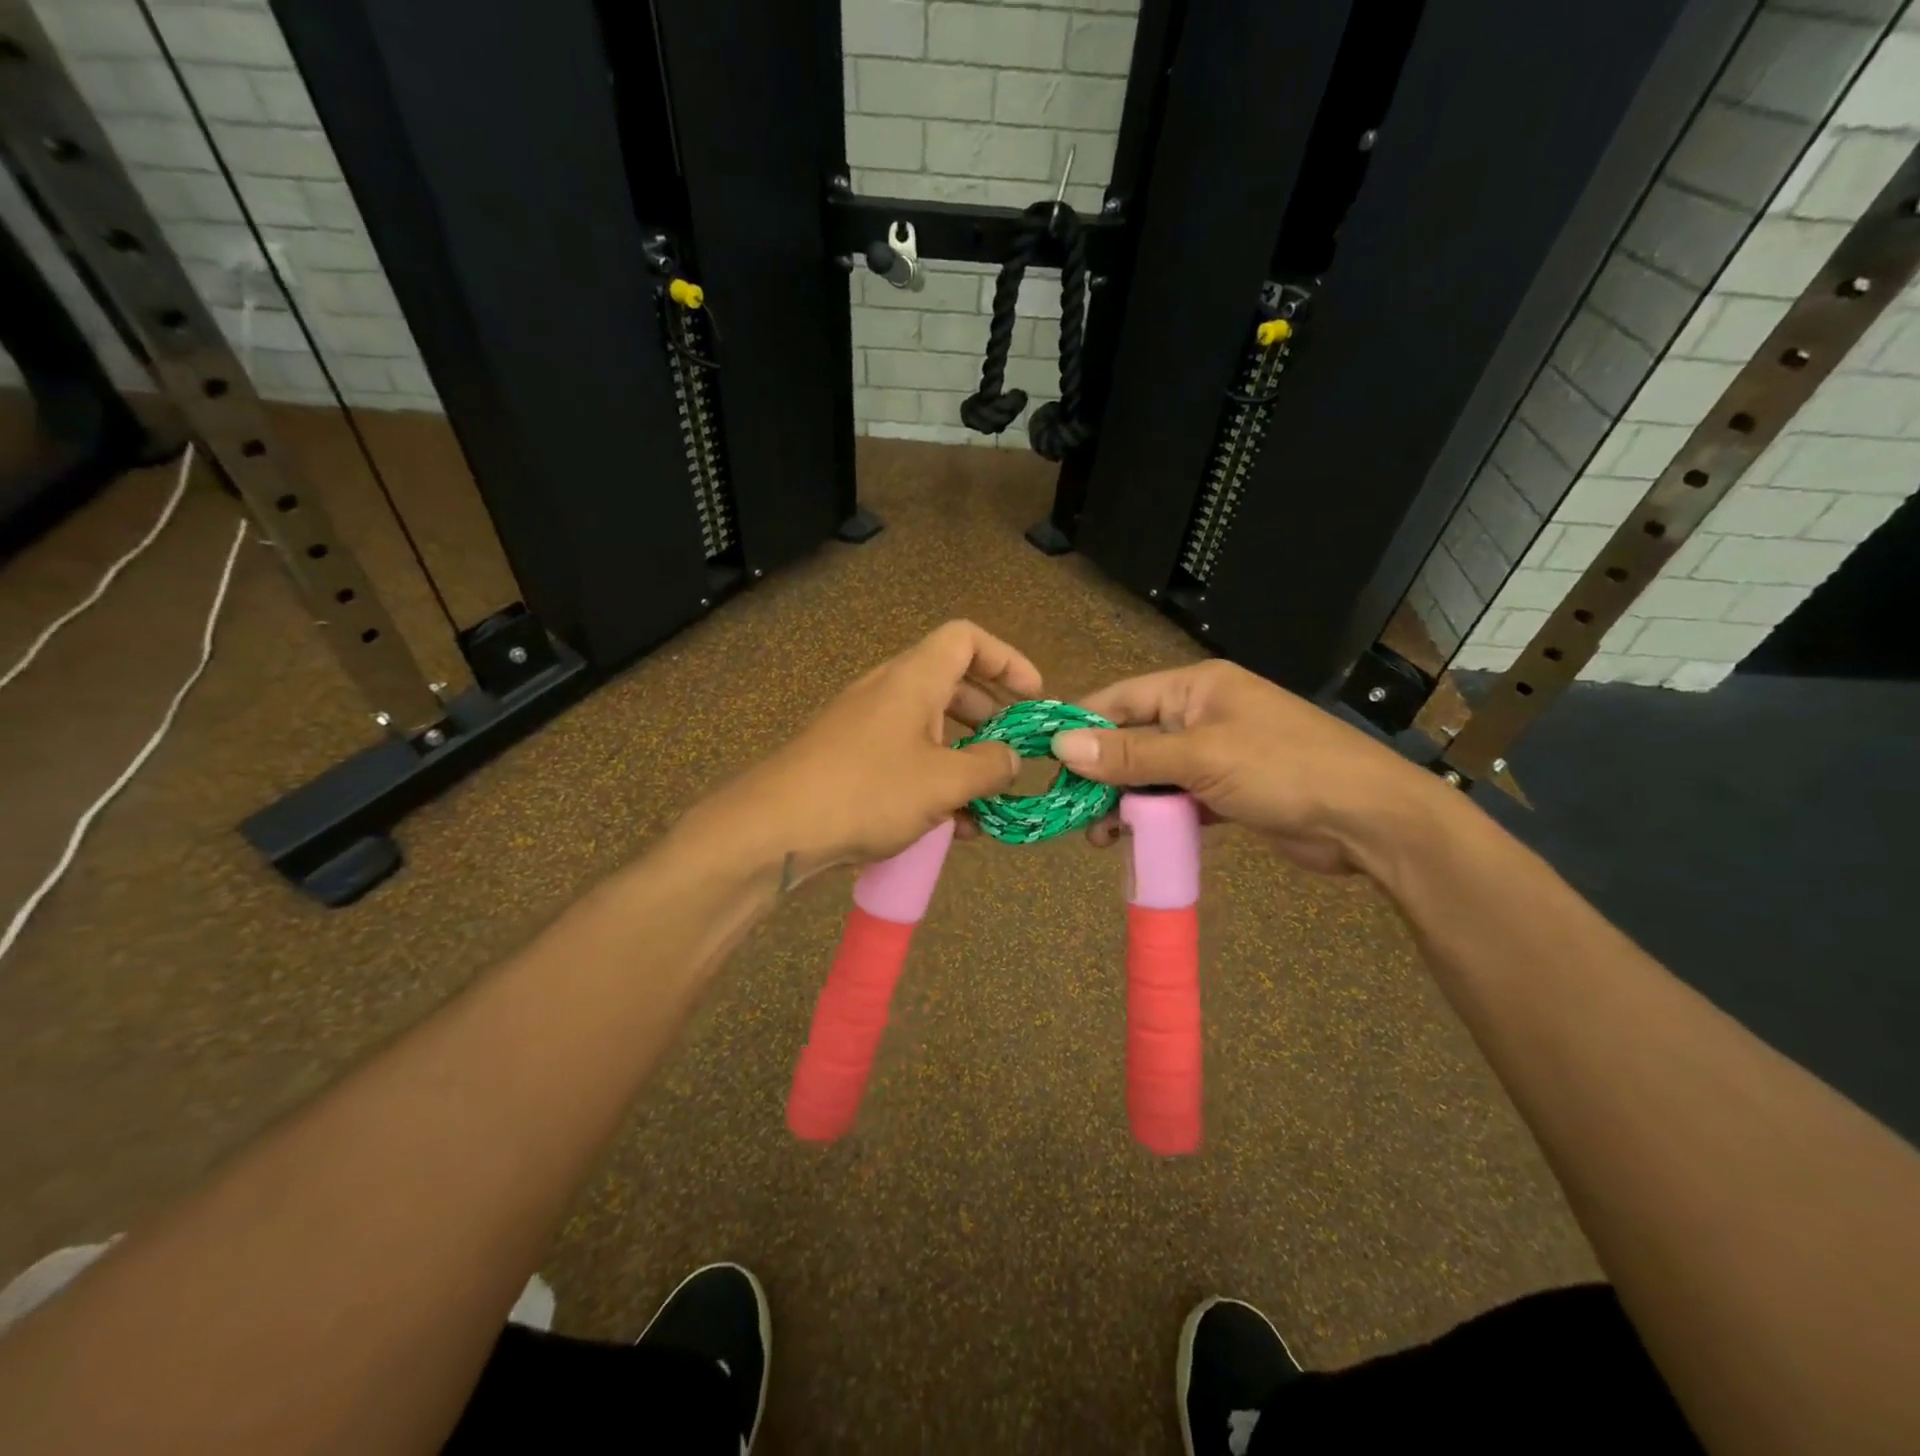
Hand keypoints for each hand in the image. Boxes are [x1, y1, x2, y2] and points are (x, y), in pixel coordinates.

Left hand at [693, 620, 1034, 874]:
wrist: (776, 829)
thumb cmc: (868, 791)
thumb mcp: (943, 781)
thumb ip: (990, 766)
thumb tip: (1012, 757)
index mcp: (914, 678)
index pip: (966, 638)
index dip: (1007, 659)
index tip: (1033, 697)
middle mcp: (890, 692)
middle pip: (953, 684)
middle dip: (991, 717)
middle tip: (1014, 751)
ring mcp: (867, 726)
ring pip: (931, 728)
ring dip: (965, 758)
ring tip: (989, 802)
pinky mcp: (852, 761)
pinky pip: (906, 758)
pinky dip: (935, 780)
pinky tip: (954, 826)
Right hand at [1054, 660, 1442, 874]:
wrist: (1369, 820)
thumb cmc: (1283, 769)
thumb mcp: (1201, 757)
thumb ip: (1131, 754)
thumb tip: (1061, 745)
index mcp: (1196, 688)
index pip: (1121, 699)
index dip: (1081, 726)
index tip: (1045, 759)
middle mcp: (1202, 715)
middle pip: (1133, 740)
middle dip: (1102, 774)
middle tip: (1071, 810)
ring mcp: (1216, 755)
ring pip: (1152, 775)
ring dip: (1125, 803)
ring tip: (1099, 836)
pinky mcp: (1227, 792)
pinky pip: (1176, 800)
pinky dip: (1155, 819)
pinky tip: (1133, 841)